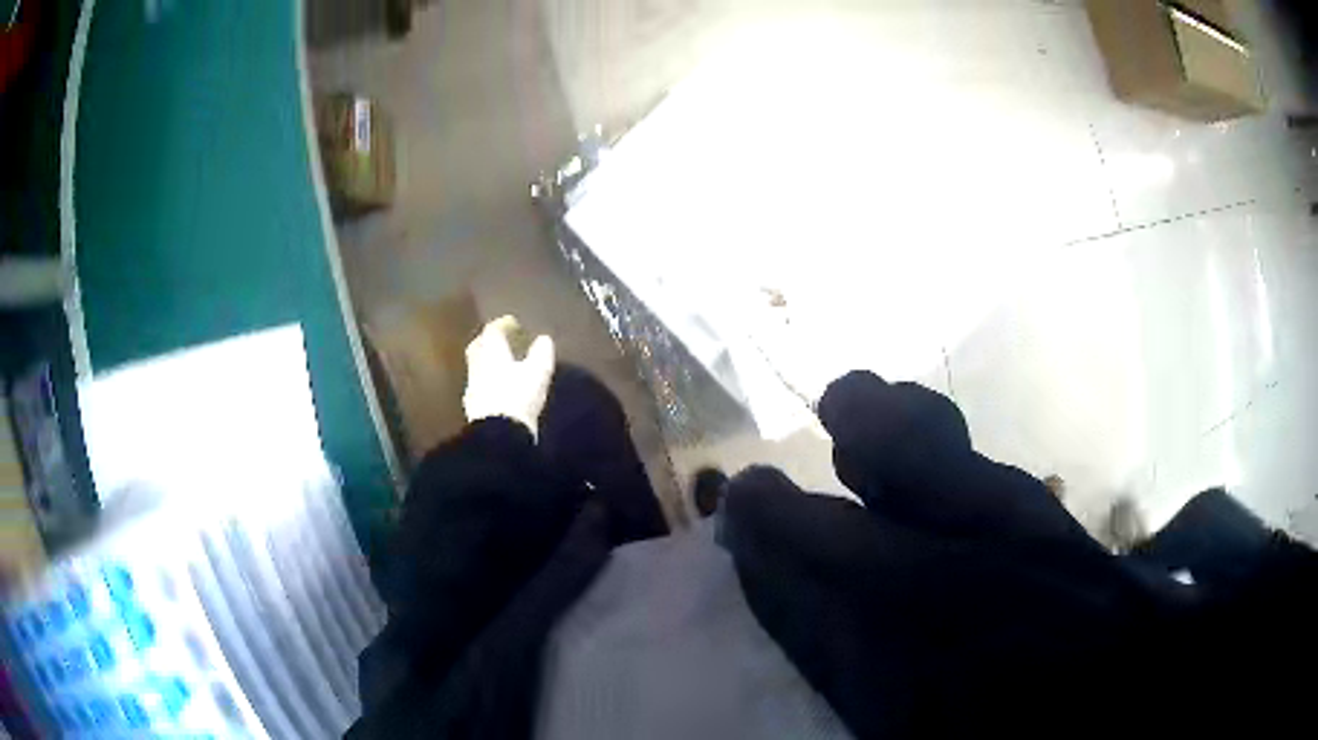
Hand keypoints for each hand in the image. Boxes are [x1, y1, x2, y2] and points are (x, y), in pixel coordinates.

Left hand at [463, 316, 555, 438]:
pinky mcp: (473, 406)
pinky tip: (498, 388)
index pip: (492, 330)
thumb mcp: (538, 372)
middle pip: (479, 346)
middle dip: (490, 341)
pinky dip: (488, 381)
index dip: (503, 324)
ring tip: (503, 365)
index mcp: (491, 351)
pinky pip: (479, 385)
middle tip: (503, 341)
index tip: (514, 323)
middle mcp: (477, 364)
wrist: (498, 434)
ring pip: (478, 366)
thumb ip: (541, 353)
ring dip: (488, 362)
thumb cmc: (518, 396)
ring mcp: (472, 386)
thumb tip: (544, 339)